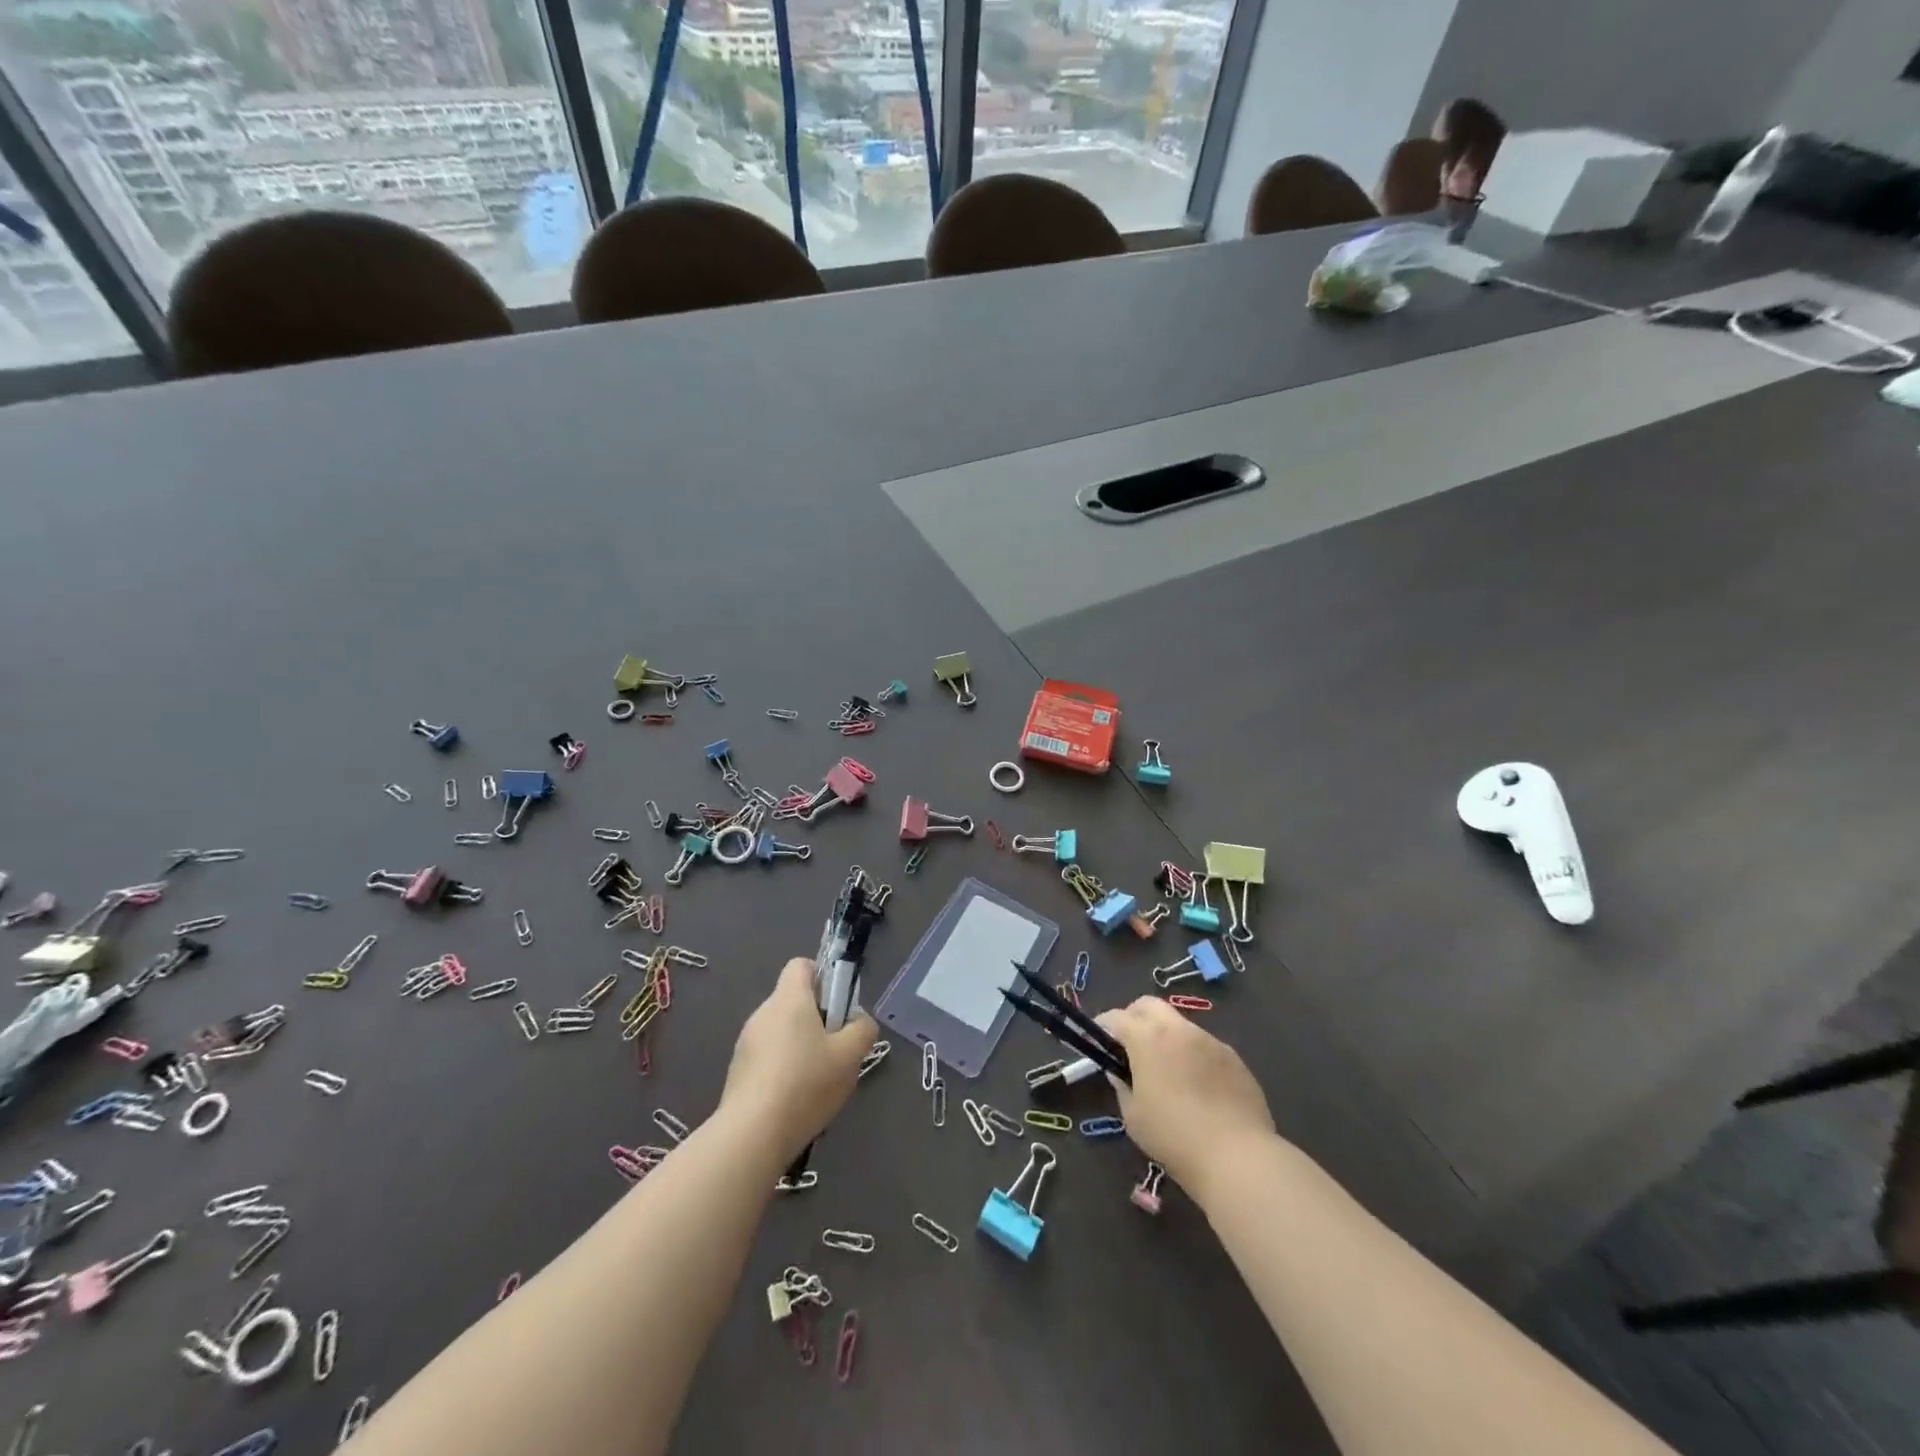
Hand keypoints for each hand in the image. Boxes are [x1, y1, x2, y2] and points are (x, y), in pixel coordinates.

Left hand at [720, 958, 876, 1162]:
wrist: (752, 1135)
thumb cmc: (806, 1083)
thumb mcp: (850, 1056)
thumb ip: (862, 1029)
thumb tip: (859, 1021)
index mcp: (789, 998)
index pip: (802, 965)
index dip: (823, 977)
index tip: (838, 1007)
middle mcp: (763, 1012)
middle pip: (794, 1001)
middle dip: (818, 1020)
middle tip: (837, 1050)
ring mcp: (747, 1043)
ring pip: (782, 1032)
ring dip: (801, 1047)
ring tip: (819, 1082)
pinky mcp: (738, 1071)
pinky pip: (769, 1058)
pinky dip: (784, 1069)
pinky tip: (796, 1100)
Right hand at [1095, 998, 1276, 1202]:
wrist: (1237, 1156)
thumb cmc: (1174, 1137)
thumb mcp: (1133, 1116)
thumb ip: (1122, 1085)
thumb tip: (1120, 1071)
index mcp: (1147, 1038)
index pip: (1116, 1017)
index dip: (1103, 1026)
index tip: (1099, 1040)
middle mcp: (1178, 1029)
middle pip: (1148, 1005)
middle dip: (1134, 1016)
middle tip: (1130, 1044)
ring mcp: (1209, 1040)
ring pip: (1178, 1024)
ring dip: (1165, 1035)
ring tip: (1167, 1069)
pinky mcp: (1233, 1056)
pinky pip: (1204, 1045)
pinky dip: (1192, 1054)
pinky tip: (1197, 1085)